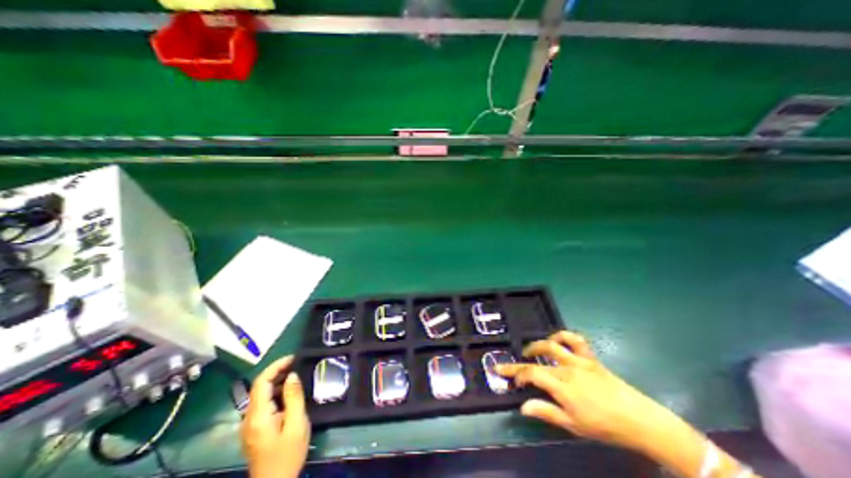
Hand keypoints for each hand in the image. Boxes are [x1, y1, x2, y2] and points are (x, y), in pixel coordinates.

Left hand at [241, 357, 311, 477]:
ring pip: (261, 394)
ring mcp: (249, 424)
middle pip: (259, 386)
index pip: (261, 382)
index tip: (294, 357)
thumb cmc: (288, 454)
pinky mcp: (254, 429)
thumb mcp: (296, 424)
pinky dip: (276, 393)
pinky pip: (263, 404)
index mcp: (258, 416)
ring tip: (297, 375)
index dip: (276, 366)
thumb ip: (294, 397)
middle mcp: (248, 418)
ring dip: (278, 381)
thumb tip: (292, 375)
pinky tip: (290, 393)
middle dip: (278, 371)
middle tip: (298, 363)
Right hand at [496, 330, 681, 453]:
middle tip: (511, 365)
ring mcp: (579, 360)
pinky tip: (556, 340)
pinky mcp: (589, 357)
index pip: (531, 374)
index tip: (511, 380)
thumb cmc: (604, 426)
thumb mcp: (573, 425)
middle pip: (537, 359)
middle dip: (520, 361)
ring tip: (530, 351)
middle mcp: (567, 369)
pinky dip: (562, 335)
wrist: (639, 420)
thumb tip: (522, 407)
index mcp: (562, 387)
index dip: (517, 374)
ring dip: (537, 346)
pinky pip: (575, 339)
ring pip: (552, 344)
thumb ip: (546, 412)